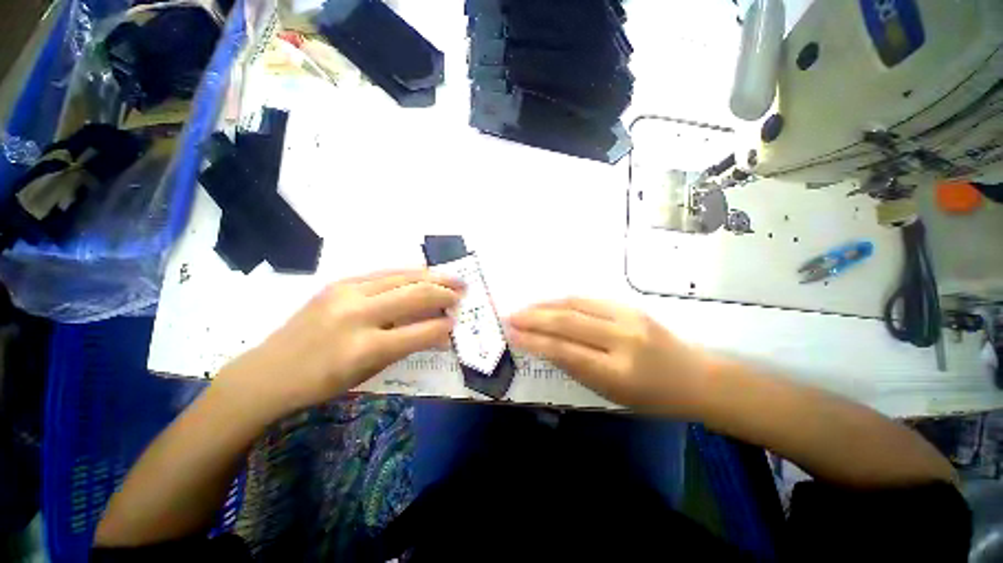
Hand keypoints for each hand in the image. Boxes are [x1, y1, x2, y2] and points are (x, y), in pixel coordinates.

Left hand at [217, 270, 462, 415]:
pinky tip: (422, 273)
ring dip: (432, 276)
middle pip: (415, 294)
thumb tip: (438, 334)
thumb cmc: (321, 383)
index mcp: (364, 347)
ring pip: (402, 276)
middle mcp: (357, 314)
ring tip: (452, 277)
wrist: (269, 371)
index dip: (444, 325)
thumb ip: (406, 348)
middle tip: (463, 290)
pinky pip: (383, 273)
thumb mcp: (368, 373)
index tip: (457, 320)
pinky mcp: (339, 283)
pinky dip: (408, 273)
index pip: (419, 331)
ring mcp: (345, 293)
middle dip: (445, 292)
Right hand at [508, 298, 714, 415]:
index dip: (535, 341)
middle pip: (568, 322)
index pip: (565, 351)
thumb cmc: (653, 397)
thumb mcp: (611, 394)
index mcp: (618, 372)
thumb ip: (577, 367)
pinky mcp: (630, 305)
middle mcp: (622, 339)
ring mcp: (628, 317)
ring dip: (546, 305)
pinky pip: (589, 299)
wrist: (696, 377)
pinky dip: (564, 301)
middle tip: (511, 317)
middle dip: (534, 318)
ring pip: (576, 304)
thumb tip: (546, 346)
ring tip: (525, 309)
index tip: (513, 335)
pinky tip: (550, 304)